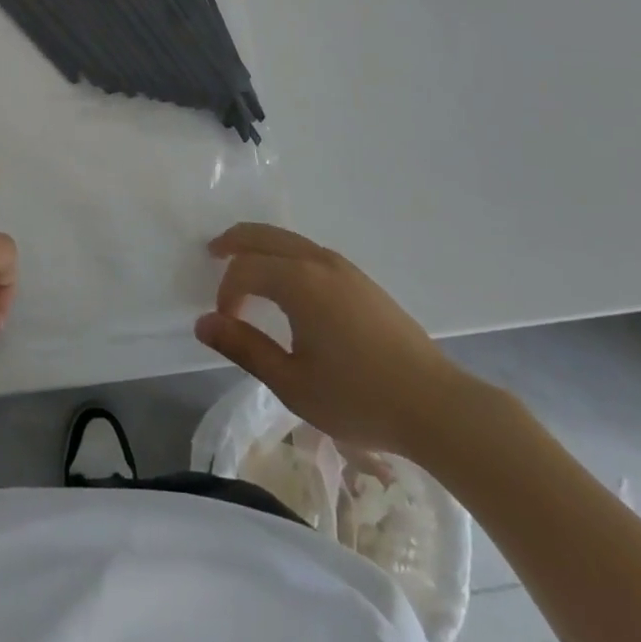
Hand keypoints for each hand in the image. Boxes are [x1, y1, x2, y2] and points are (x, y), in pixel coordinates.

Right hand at [194, 223, 472, 457]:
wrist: (437, 406)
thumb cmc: (359, 398)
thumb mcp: (292, 383)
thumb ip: (244, 348)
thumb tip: (203, 323)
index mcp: (298, 281)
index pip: (245, 269)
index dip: (227, 292)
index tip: (225, 324)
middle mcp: (318, 261)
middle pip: (265, 235)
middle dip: (235, 242)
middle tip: (212, 254)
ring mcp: (344, 267)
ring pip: (289, 239)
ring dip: (261, 247)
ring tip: (245, 267)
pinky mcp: (361, 280)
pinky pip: (310, 252)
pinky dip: (285, 255)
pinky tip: (287, 284)